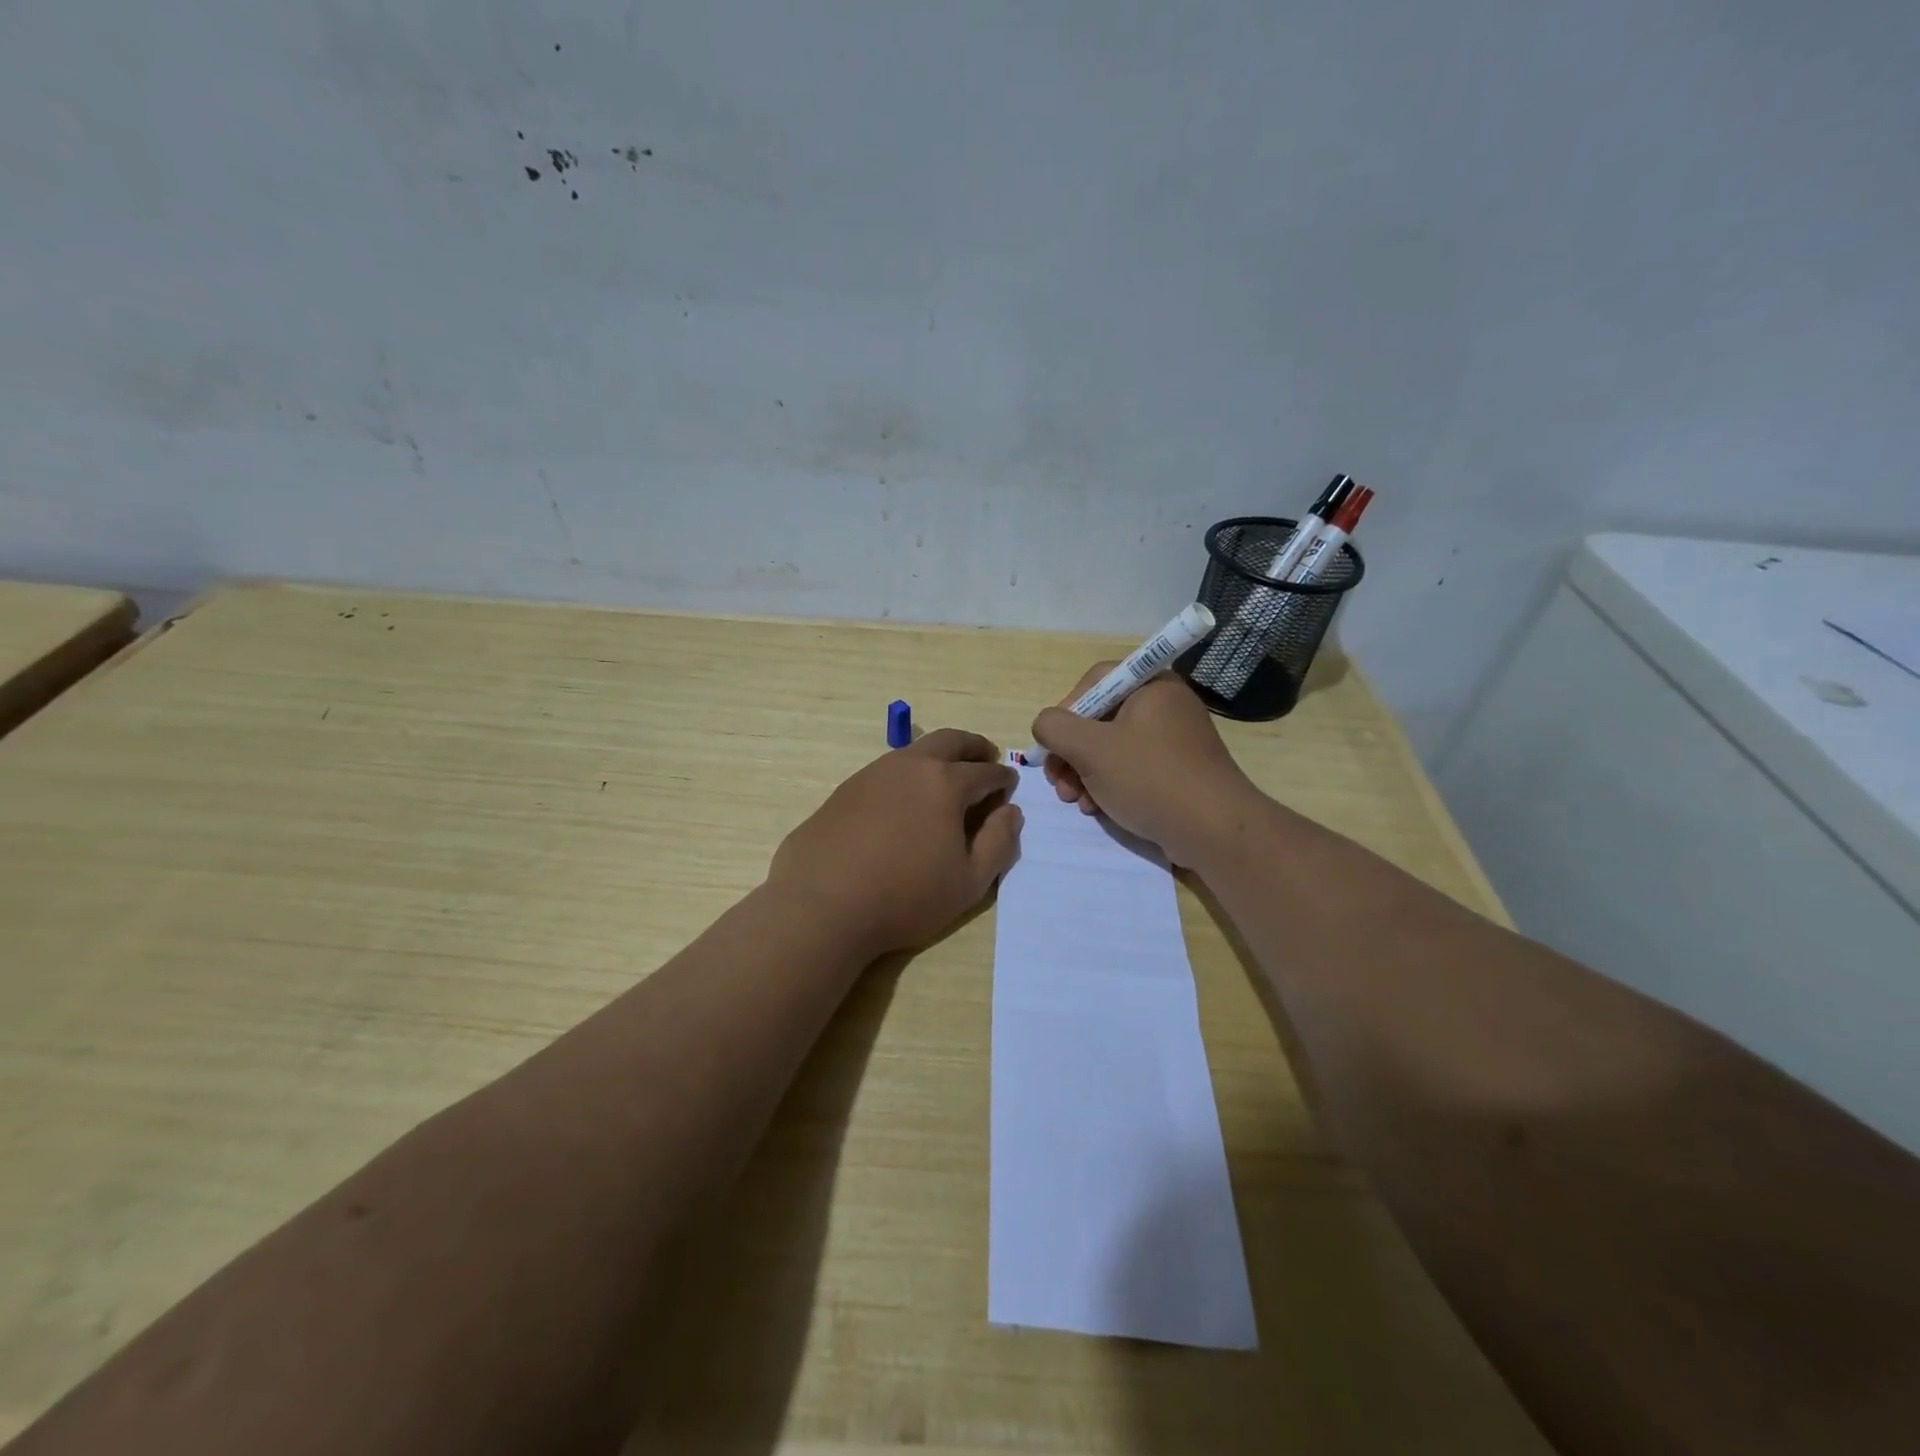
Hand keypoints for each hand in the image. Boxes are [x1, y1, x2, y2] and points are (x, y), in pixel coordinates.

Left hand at [768, 728, 1022, 956]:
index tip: (1009, 787)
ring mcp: (873, 773)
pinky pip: (887, 771)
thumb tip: (1011, 812)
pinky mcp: (845, 789)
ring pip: (915, 751)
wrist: (822, 905)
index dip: (1003, 779)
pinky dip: (908, 775)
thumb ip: (999, 843)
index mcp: (946, 783)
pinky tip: (905, 802)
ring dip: (939, 757)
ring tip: (946, 780)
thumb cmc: (905, 897)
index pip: (986, 772)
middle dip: (974, 747)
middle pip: (951, 741)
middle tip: (986, 759)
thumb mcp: (969, 882)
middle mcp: (910, 766)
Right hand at [1031, 665, 1261, 869]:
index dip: (1066, 711)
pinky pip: (1131, 768)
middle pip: (1100, 718)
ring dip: (1084, 773)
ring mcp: (1173, 739)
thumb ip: (1055, 727)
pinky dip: (1108, 784)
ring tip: (1074, 801)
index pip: (1095, 682)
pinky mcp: (1177, 770)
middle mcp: (1165, 705)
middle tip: (1057, 781)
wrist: (1213, 830)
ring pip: (1112, 747)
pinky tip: (1096, 808)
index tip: (1053, 744)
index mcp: (1151, 685)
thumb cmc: (1150, 778)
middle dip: (1071, 752)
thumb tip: (1044, 724)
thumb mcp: (1091, 749)